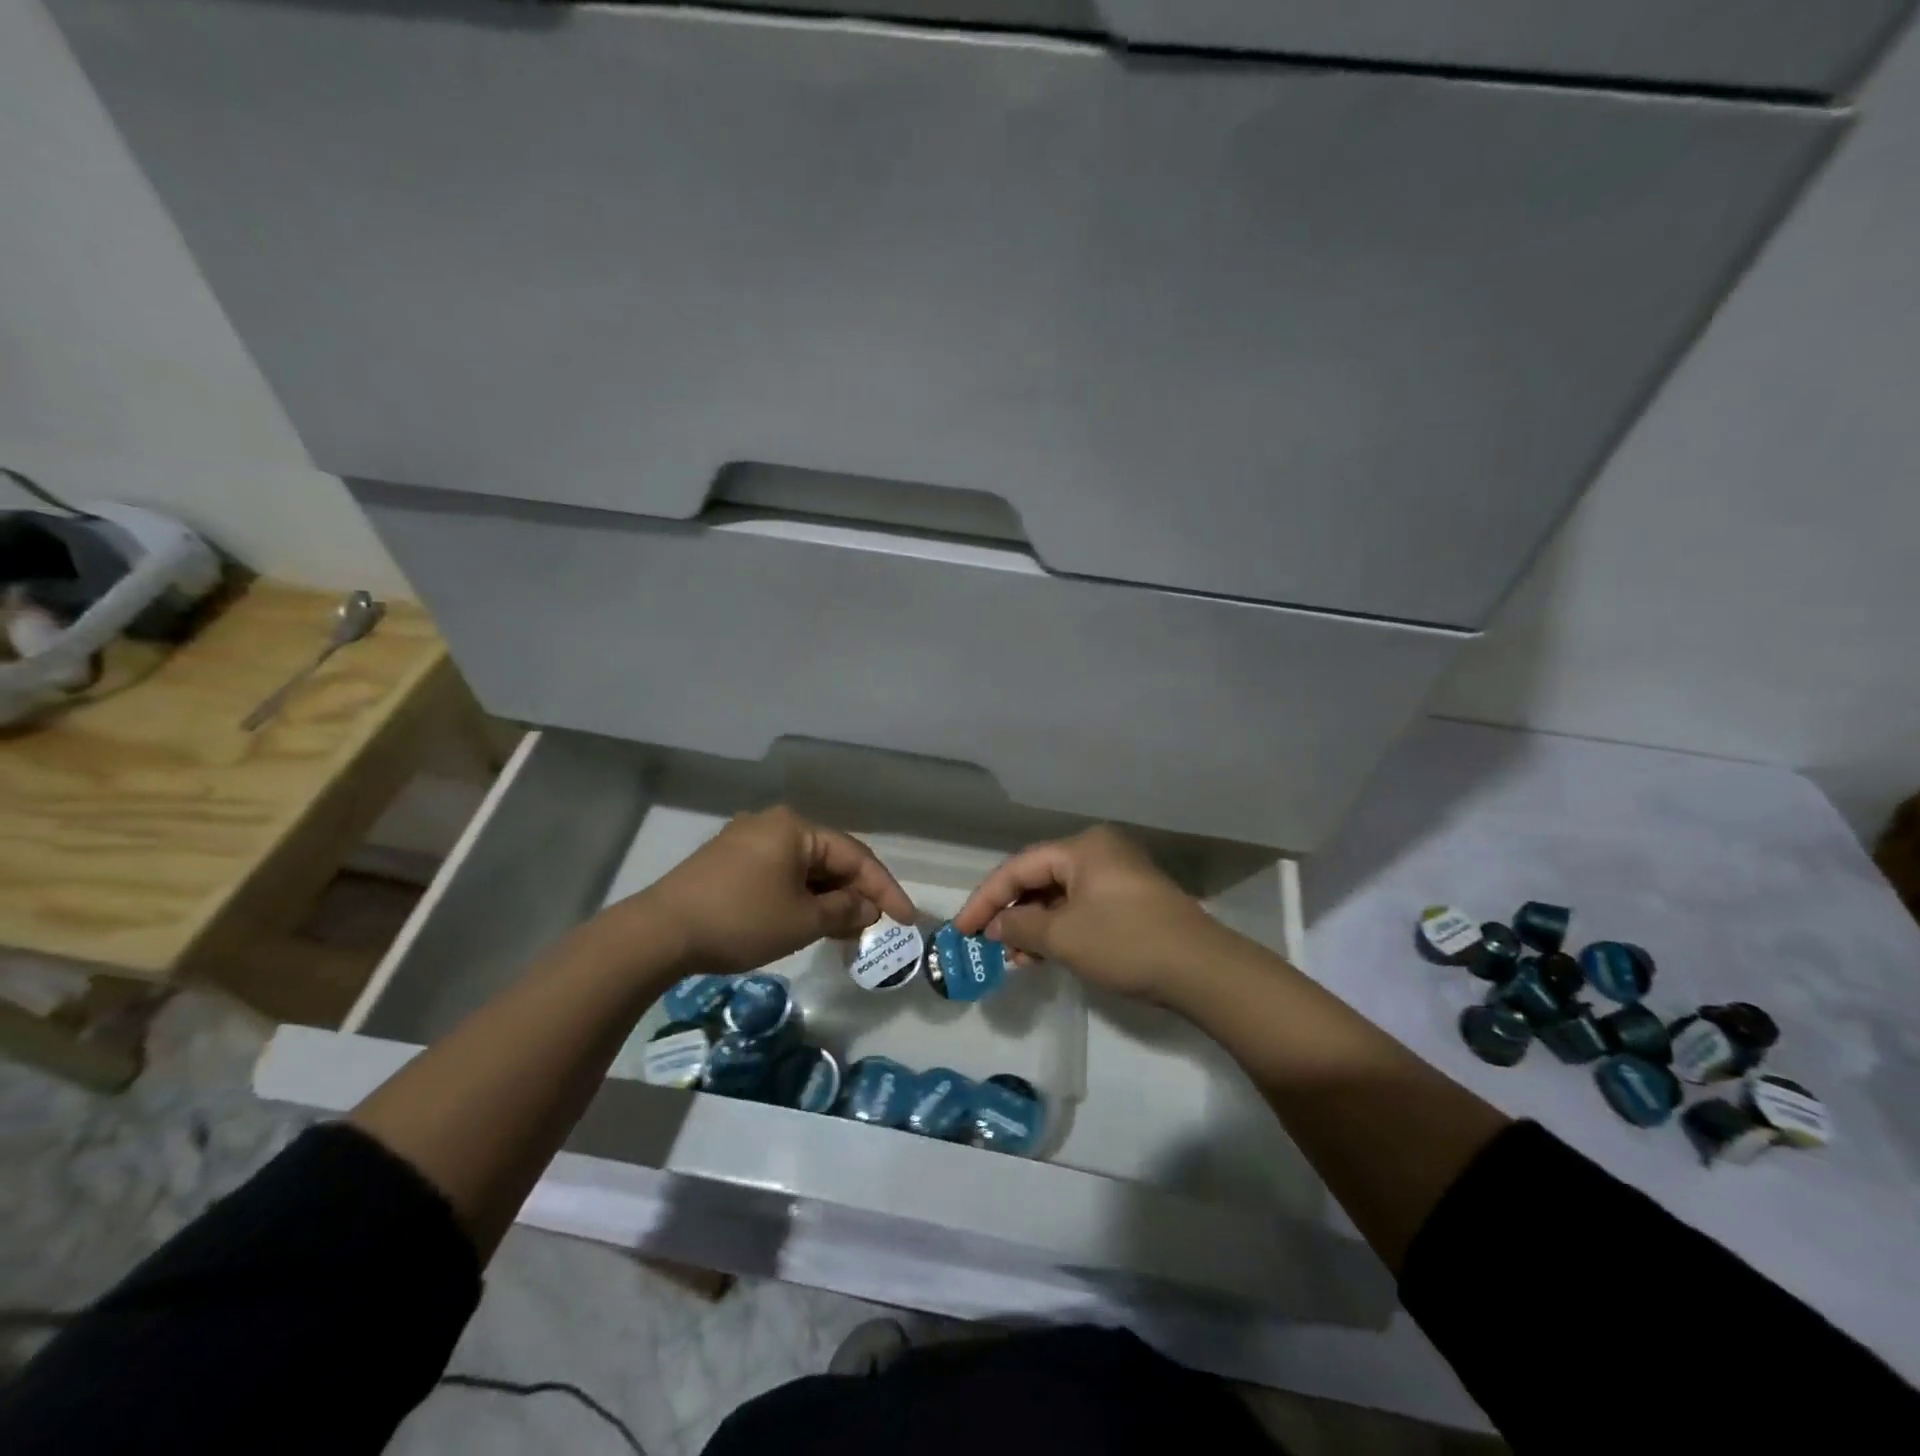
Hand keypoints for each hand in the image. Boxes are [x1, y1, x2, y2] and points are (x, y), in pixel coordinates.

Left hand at [627, 807, 915, 975]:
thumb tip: (868, 908)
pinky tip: (809, 921)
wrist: (659, 933)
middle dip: (855, 894)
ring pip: (804, 869)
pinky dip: (800, 898)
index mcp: (796, 827)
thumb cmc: (741, 920)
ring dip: (828, 899)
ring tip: (847, 931)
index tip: (907, 919)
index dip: (885, 889)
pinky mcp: (728, 862)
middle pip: (829, 859)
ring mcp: (747, 841)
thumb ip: (845, 911)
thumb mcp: (802, 921)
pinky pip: (780, 875)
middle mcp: (773, 824)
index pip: (855, 855)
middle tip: (876, 928)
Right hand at [951, 825, 1222, 1000]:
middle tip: (986, 944)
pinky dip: (1058, 929)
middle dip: (1010, 913)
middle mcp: (1098, 852)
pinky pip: (1080, 907)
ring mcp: (1117, 875)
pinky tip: (1043, 955)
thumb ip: (1020, 926)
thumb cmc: (1126, 942)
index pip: (1018, 867)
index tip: (961, 930)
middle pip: (1038, 878)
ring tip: (1014, 958)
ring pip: (1059, 896)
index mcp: (1082, 847)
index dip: (985, 899)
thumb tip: (996, 927)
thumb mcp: (1064, 936)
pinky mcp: (1129, 900)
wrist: (1201, 970)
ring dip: (1033, 925)